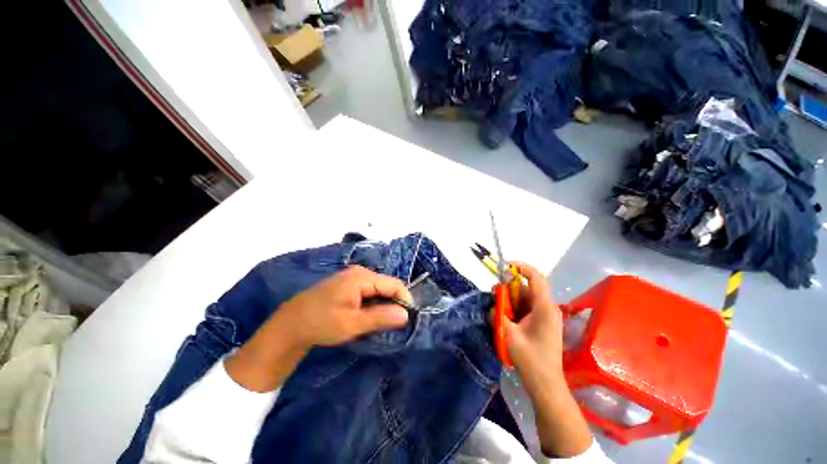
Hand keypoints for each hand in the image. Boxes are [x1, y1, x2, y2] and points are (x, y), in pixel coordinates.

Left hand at [275, 265, 412, 349]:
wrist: (290, 324)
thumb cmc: (321, 323)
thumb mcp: (352, 324)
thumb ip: (381, 318)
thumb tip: (406, 315)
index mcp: (362, 277)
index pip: (394, 284)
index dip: (404, 300)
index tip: (408, 319)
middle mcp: (360, 272)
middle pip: (386, 285)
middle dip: (394, 303)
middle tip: (395, 324)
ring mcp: (353, 277)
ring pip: (378, 289)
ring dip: (383, 304)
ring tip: (383, 322)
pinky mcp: (348, 284)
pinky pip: (369, 291)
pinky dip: (373, 303)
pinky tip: (369, 316)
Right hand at [501, 262, 564, 387]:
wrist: (545, 384)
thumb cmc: (529, 359)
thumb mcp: (508, 334)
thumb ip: (498, 313)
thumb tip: (493, 303)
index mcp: (544, 307)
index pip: (536, 277)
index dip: (521, 267)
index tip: (504, 267)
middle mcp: (548, 308)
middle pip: (527, 288)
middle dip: (509, 288)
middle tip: (494, 296)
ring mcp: (546, 316)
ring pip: (526, 298)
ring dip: (511, 300)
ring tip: (498, 310)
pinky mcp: (543, 323)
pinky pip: (527, 308)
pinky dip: (515, 309)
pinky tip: (506, 318)